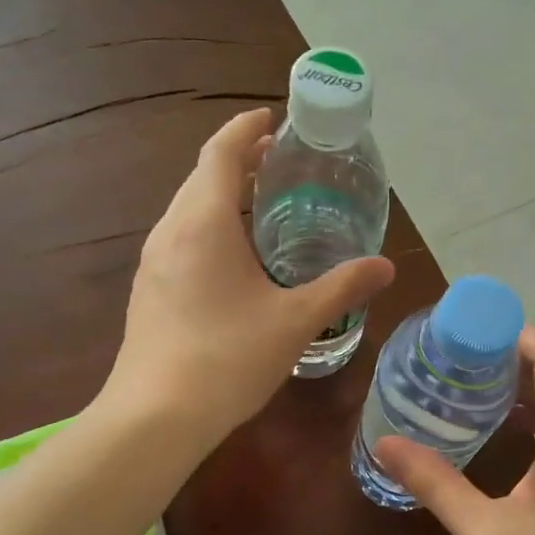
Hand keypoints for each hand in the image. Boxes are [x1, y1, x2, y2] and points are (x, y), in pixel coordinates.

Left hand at [106, 109, 393, 441]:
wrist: (155, 416)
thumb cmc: (228, 358)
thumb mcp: (296, 321)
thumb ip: (342, 287)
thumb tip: (386, 266)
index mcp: (204, 221)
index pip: (221, 152)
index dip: (246, 129)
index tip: (272, 118)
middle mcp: (170, 231)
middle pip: (202, 177)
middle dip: (238, 162)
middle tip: (280, 165)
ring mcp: (152, 263)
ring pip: (188, 211)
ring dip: (222, 198)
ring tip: (262, 210)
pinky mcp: (148, 293)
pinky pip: (180, 242)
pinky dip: (209, 231)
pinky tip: (233, 264)